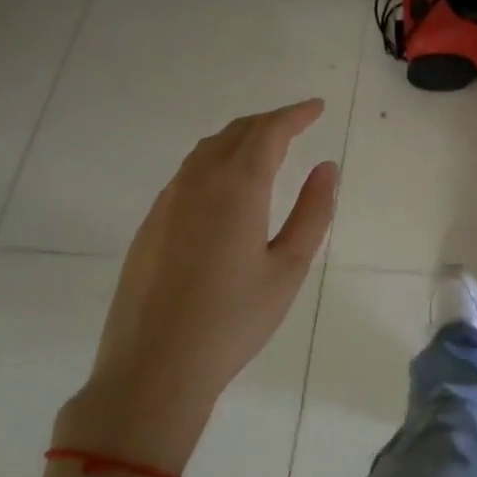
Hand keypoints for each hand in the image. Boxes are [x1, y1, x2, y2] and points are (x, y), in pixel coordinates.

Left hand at [55, 99, 336, 473]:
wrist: (153, 370)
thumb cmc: (233, 321)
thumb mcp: (289, 268)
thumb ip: (312, 212)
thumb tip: (326, 168)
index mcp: (237, 188)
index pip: (269, 132)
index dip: (295, 114)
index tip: (317, 107)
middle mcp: (198, 182)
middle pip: (235, 132)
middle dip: (269, 121)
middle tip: (298, 123)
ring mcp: (167, 202)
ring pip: (207, 149)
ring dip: (240, 138)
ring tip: (266, 147)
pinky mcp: (150, 224)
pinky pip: (188, 173)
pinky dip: (216, 160)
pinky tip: (228, 184)